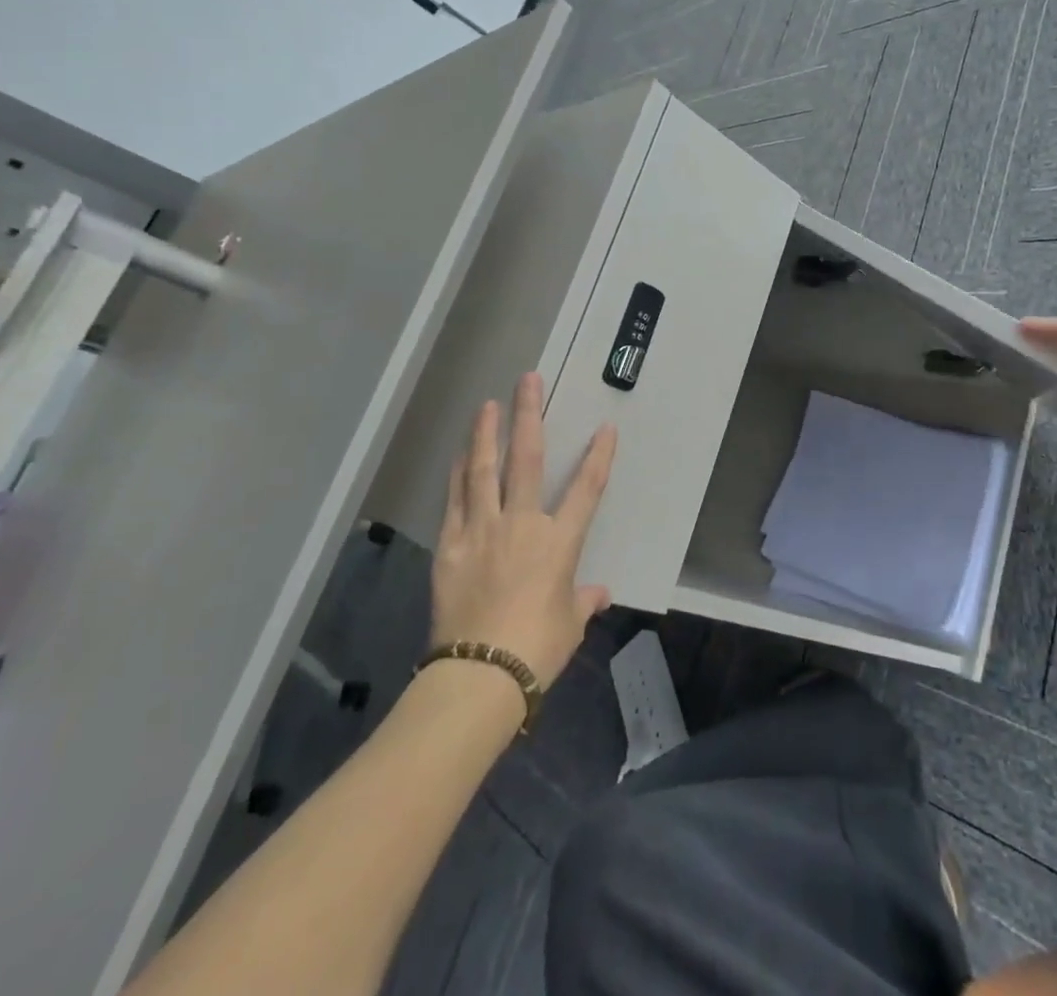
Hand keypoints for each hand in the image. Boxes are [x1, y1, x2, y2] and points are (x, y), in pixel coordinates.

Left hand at [431, 372, 617, 689]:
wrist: (478, 676)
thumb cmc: (536, 650)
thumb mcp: (568, 625)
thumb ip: (582, 601)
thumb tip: (598, 593)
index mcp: (558, 542)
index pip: (586, 489)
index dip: (599, 456)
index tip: (605, 428)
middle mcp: (521, 525)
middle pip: (527, 460)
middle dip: (529, 416)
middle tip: (527, 380)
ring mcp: (482, 531)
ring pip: (483, 471)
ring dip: (486, 434)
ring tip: (487, 404)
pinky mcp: (451, 547)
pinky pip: (454, 501)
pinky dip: (458, 475)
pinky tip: (459, 455)